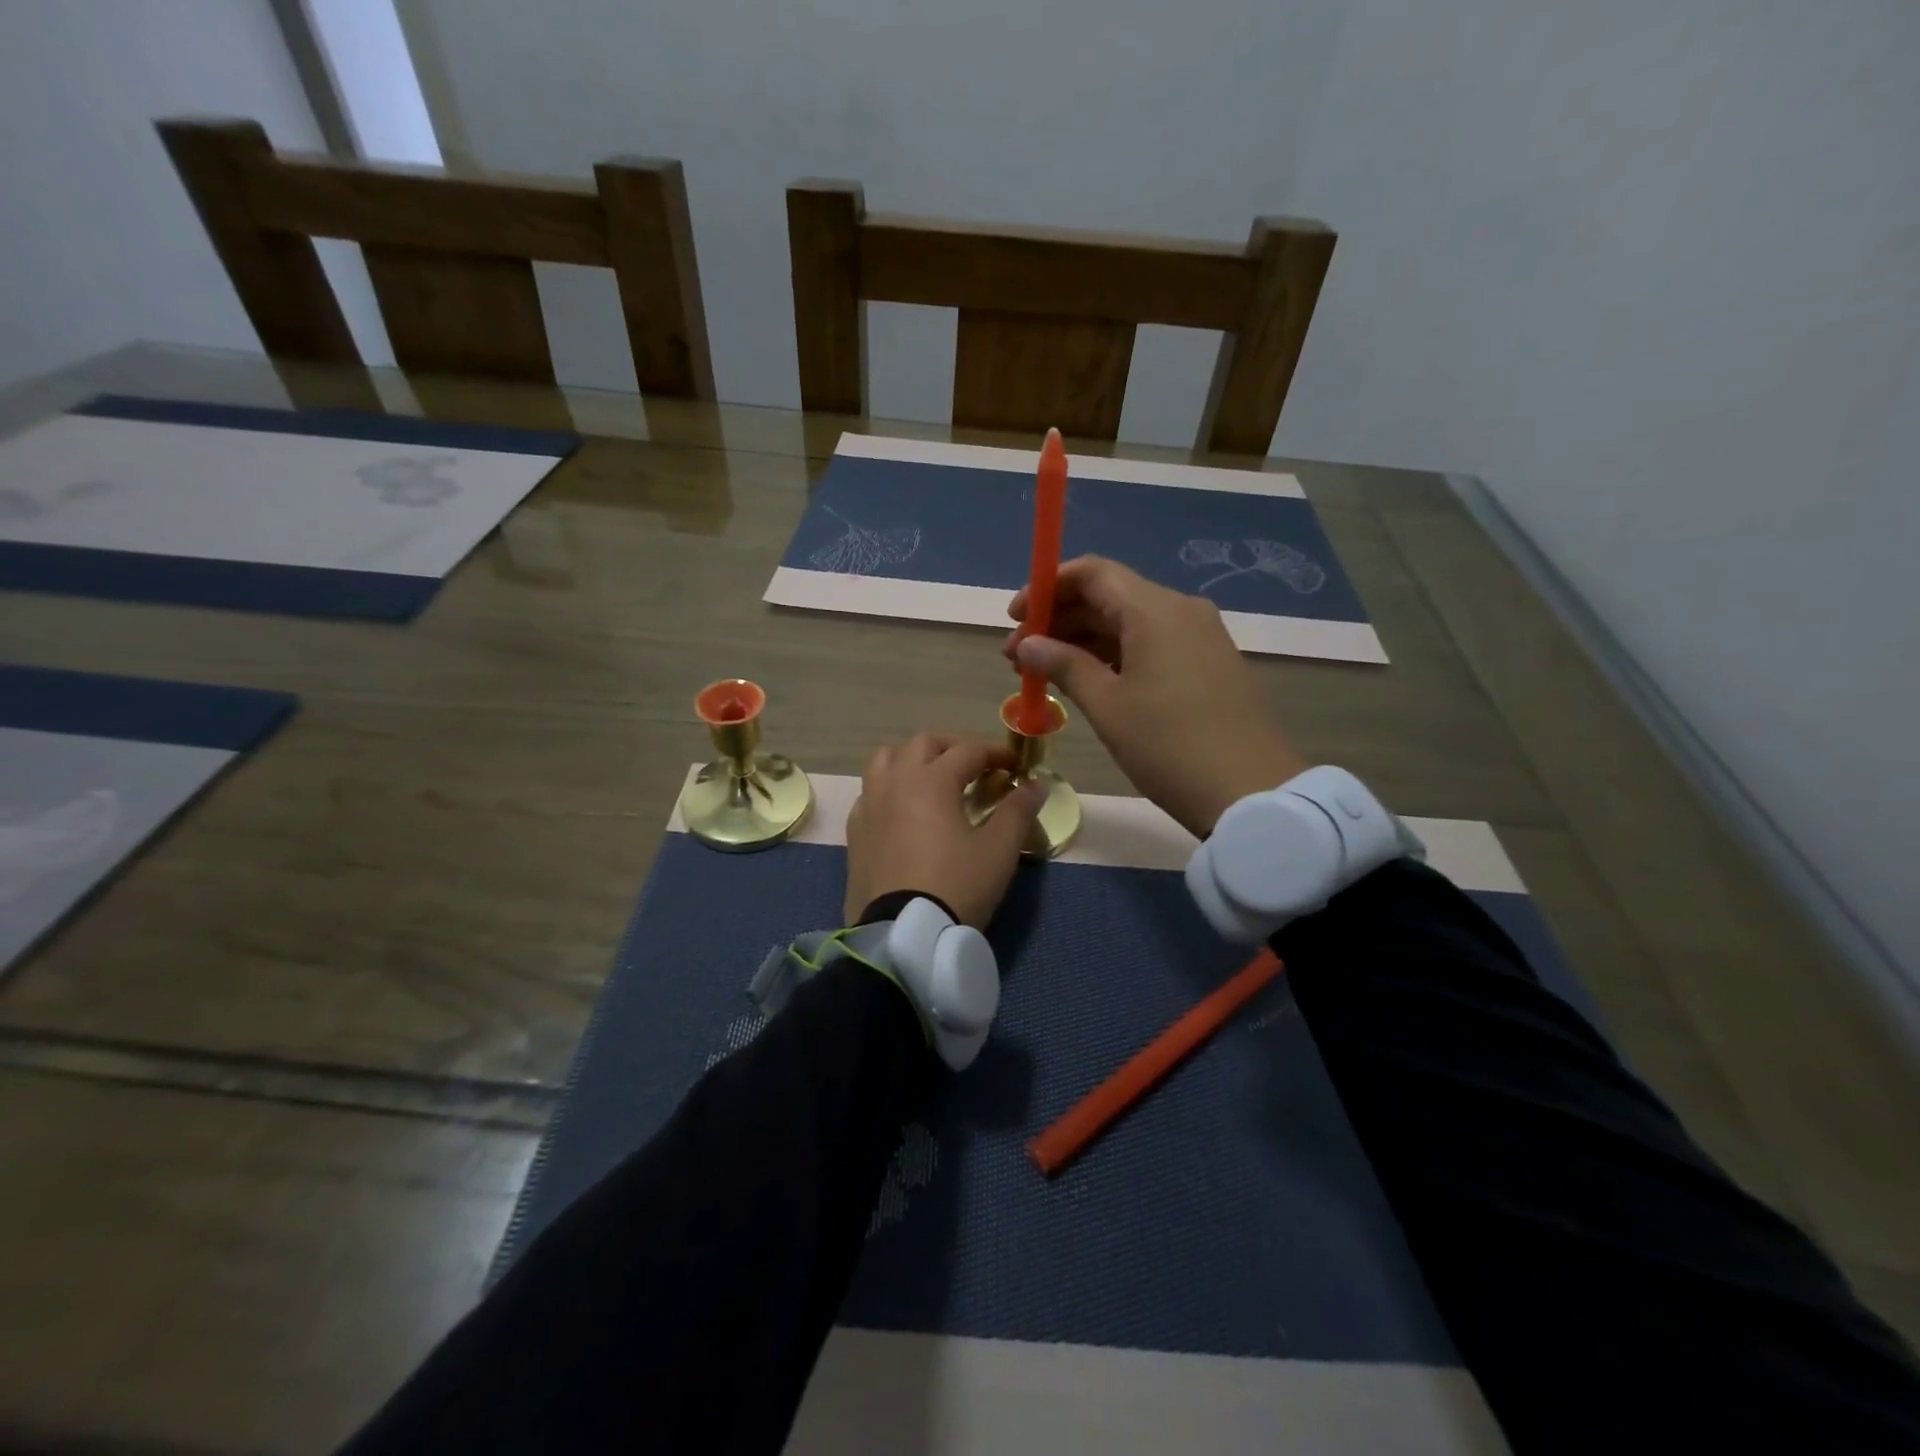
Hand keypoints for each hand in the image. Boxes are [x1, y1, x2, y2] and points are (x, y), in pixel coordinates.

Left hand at [844, 734, 1047, 928]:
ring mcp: (869, 805)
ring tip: (934, 780)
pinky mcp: (855, 832)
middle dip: (953, 748)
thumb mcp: (999, 850)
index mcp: (931, 780)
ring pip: (886, 761)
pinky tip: (904, 811)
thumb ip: (1018, 810)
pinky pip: (870, 793)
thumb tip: (1036, 784)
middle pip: (923, 744)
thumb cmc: (956, 886)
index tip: (1016, 767)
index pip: (968, 750)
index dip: (996, 754)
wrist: (903, 934)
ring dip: (914, 760)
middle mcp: (895, 782)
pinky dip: (890, 789)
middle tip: (976, 769)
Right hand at [1006, 556, 1306, 837]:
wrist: (1252, 794)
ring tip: (1043, 674)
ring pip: (1129, 622)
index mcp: (1155, 610)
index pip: (1092, 572)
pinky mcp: (1209, 663)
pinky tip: (1088, 682)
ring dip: (1083, 641)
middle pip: (1108, 596)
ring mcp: (1200, 636)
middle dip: (1059, 621)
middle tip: (1018, 657)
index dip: (1047, 588)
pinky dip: (1114, 655)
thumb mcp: (1108, 706)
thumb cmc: (1169, 746)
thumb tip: (1028, 644)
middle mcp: (1180, 610)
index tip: (1015, 618)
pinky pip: (1151, 643)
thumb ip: (1064, 665)